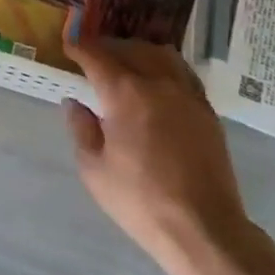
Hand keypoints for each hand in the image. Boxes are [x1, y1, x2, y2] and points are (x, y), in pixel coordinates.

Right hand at [63, 36, 262, 274]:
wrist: (203, 228)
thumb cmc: (140, 200)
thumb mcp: (94, 170)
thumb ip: (81, 129)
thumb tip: (74, 103)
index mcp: (124, 93)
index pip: (96, 56)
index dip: (79, 47)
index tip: (68, 45)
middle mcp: (157, 83)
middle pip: (130, 48)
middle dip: (107, 47)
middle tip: (92, 56)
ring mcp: (186, 94)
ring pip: (161, 54)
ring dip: (139, 51)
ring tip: (127, 62)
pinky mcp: (206, 110)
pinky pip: (183, 73)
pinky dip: (165, 67)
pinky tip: (159, 82)